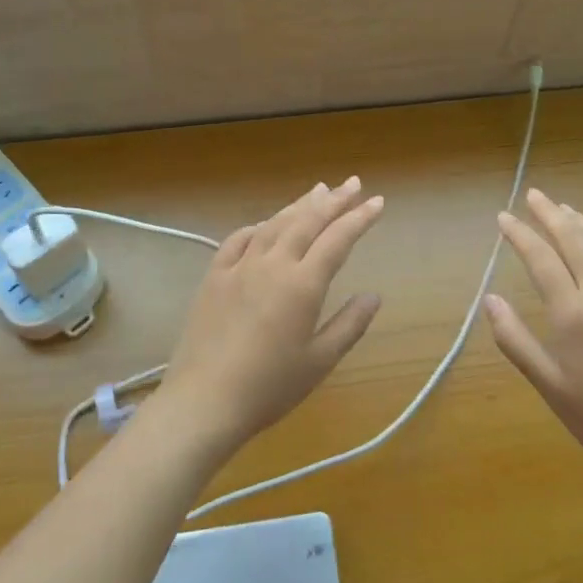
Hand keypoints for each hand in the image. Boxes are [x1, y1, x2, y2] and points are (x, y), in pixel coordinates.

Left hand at [158, 177, 385, 450]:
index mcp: (302, 284)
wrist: (204, 400)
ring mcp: (239, 267)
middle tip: (353, 183)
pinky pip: (238, 240)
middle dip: (333, 200)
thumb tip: (373, 295)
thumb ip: (349, 324)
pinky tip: (265, 224)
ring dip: (298, 205)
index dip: (359, 218)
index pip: (337, 239)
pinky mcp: (214, 276)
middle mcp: (272, 264)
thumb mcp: (319, 361)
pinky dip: (258, 226)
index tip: (377, 202)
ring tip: (317, 190)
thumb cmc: (269, 387)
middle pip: (307, 221)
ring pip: (274, 224)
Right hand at [485, 188, 582, 489]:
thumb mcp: (549, 386)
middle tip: (534, 195)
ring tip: (565, 210)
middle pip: (575, 239)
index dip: (520, 234)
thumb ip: (515, 339)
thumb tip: (489, 299)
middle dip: (551, 214)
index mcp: (574, 313)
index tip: (504, 217)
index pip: (541, 258)